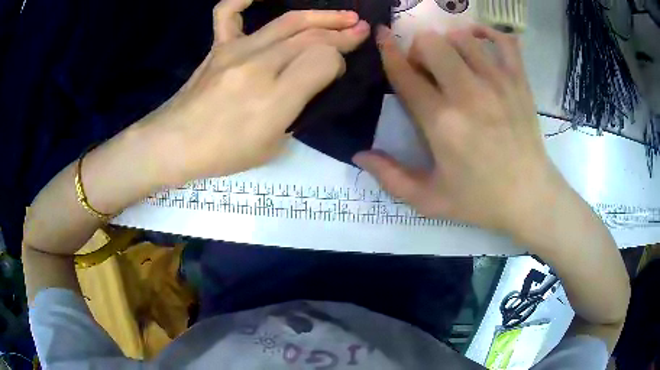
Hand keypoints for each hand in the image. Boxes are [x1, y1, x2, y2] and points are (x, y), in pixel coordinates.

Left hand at [145, 0, 369, 182]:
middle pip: (311, 37)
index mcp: (275, 98)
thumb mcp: (272, 146)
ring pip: (287, 21)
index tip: (340, 69)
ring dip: (320, 15)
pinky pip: (228, 12)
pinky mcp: (218, 46)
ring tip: (343, 15)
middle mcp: (259, 65)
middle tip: (361, 29)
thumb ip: (297, 109)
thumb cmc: (223, 153)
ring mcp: (236, 50)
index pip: (324, 61)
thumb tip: (311, 79)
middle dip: (342, 32)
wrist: (173, 144)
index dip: (339, 61)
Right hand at [354, 26, 565, 236]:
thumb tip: (359, 155)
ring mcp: (498, 83)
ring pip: (462, 37)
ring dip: (449, 43)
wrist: (530, 197)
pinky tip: (480, 40)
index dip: (388, 51)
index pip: (405, 74)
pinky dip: (488, 33)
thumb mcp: (429, 200)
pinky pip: (503, 40)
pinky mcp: (520, 81)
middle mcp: (468, 95)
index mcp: (442, 123)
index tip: (382, 37)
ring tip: (454, 61)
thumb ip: (390, 178)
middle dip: (420, 50)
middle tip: (427, 69)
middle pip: (431, 43)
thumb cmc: (480, 200)